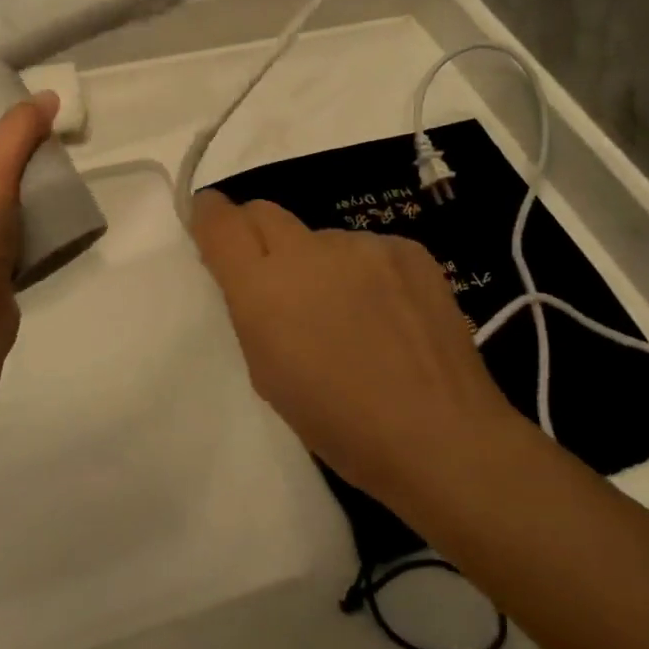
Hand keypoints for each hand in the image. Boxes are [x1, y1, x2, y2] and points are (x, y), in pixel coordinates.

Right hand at [190, 192, 518, 505]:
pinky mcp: (409, 249)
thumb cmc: (338, 423)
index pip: (221, 222)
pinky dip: (365, 274)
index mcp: (264, 287)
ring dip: (321, 265)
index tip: (209, 221)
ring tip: (350, 316)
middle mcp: (310, 250)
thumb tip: (252, 276)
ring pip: (322, 239)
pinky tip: (389, 315)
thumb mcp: (268, 373)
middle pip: (266, 213)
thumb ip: (252, 311)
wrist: (439, 435)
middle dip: (257, 235)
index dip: (209, 215)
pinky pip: (368, 250)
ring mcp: (364, 245)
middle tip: (274, 278)